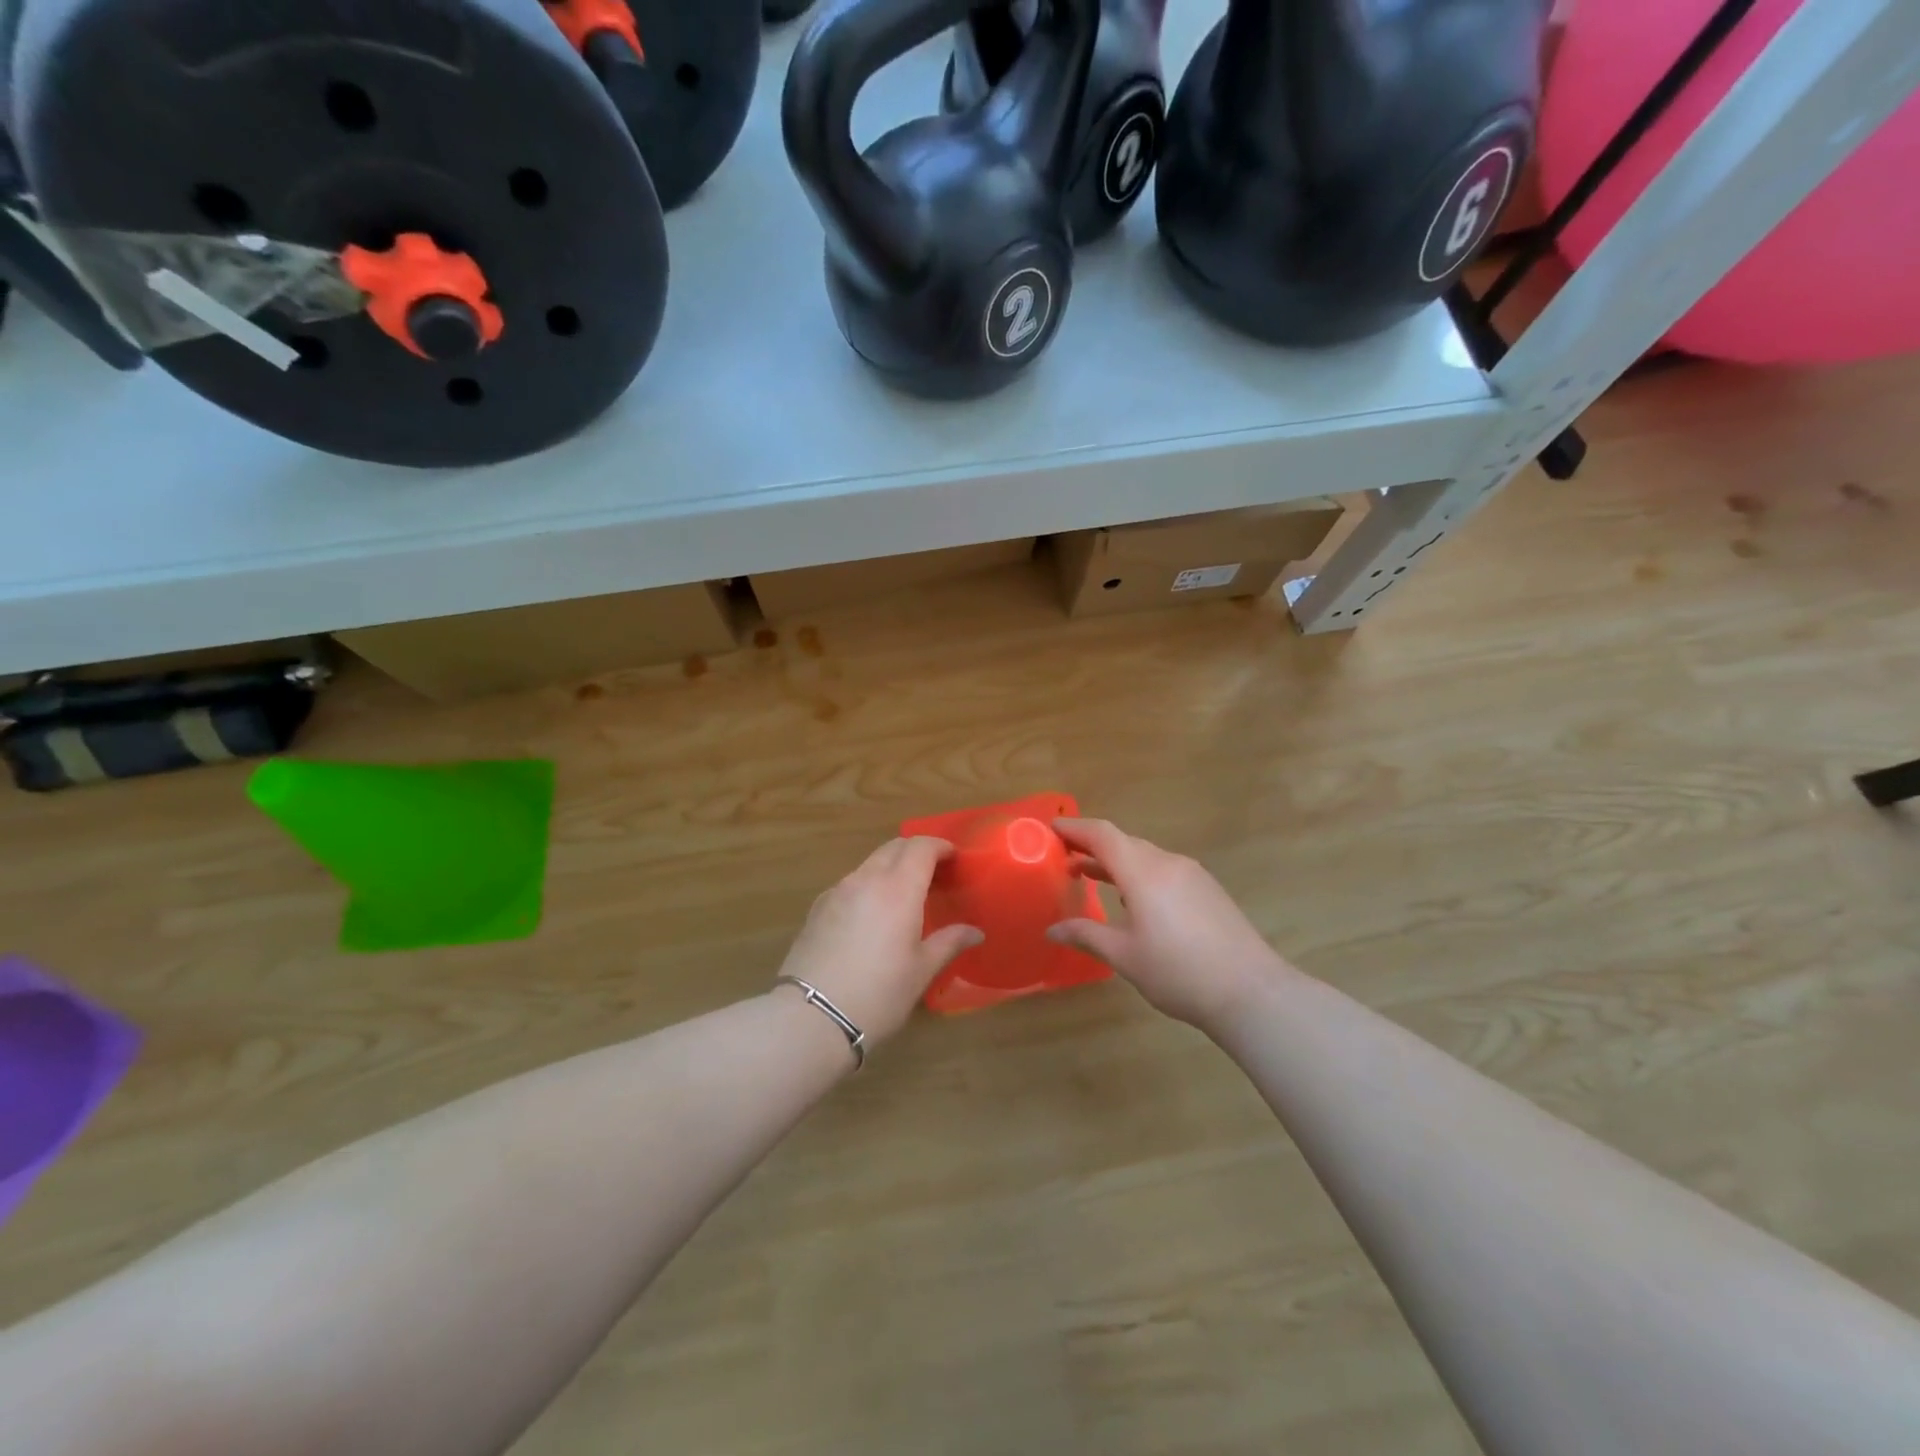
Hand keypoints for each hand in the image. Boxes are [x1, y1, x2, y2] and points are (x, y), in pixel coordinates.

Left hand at [776, 836, 982, 1045]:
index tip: (954, 858)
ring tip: (905, 895)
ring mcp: (838, 891)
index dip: (940, 846)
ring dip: (891, 867)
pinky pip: (851, 883)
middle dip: (916, 851)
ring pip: (870, 863)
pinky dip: (869, 885)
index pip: (921, 847)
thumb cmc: (878, 994)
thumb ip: (949, 942)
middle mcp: (866, 879)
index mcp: (898, 889)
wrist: (811, 1017)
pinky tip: (872, 915)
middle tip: (934, 874)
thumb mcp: (921, 971)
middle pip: (894, 848)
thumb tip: (975, 931)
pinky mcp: (818, 907)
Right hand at [1046, 818, 1286, 1032]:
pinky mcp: (1207, 889)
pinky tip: (1131, 898)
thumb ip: (1087, 935)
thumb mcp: (1125, 956)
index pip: (1102, 835)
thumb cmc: (1179, 972)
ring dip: (1115, 861)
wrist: (1251, 991)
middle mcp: (1168, 863)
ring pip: (1145, 856)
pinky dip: (1138, 873)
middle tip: (1063, 856)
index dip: (1075, 828)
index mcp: (1144, 872)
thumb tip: (1052, 930)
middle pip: (1124, 842)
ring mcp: (1192, 874)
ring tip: (1089, 875)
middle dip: (1091, 845)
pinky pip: (1163, 869)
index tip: (1051, 827)